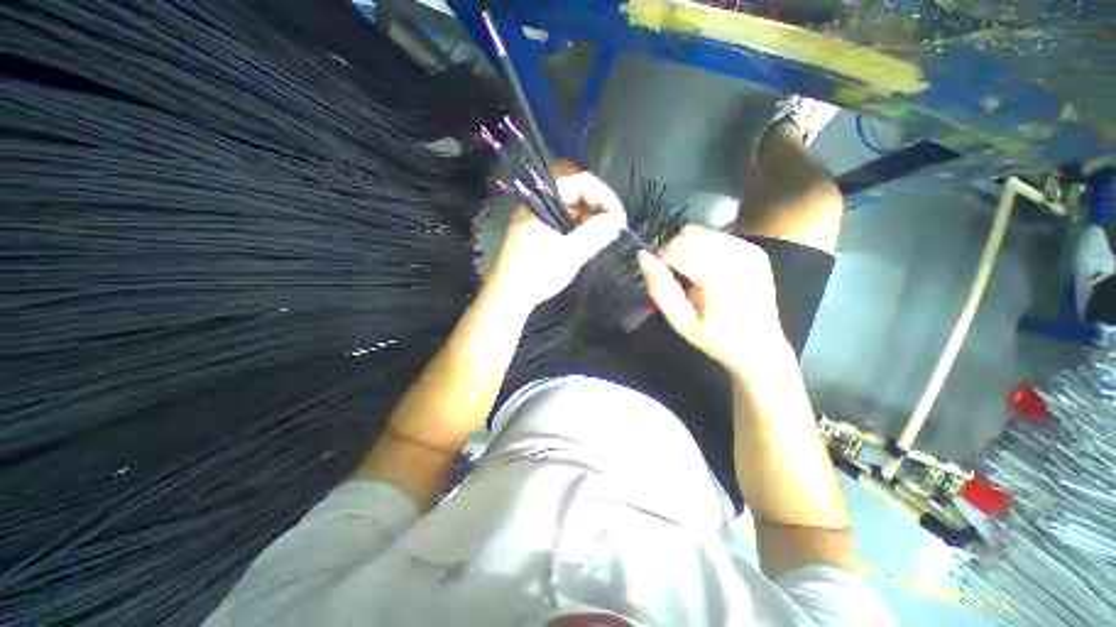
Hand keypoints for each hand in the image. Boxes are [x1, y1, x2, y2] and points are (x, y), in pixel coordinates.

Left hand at [488, 172, 624, 308]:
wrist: (508, 296)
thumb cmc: (538, 272)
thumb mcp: (571, 253)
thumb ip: (595, 233)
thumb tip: (616, 220)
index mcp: (542, 200)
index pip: (580, 182)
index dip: (605, 196)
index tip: (619, 218)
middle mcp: (537, 203)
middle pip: (575, 192)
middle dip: (598, 207)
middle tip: (613, 229)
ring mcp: (535, 217)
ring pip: (569, 208)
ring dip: (589, 218)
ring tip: (602, 236)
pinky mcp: (536, 231)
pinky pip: (561, 220)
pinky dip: (577, 228)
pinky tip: (586, 241)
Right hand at [638, 225, 788, 374]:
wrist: (760, 347)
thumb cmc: (716, 339)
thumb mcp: (681, 322)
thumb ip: (660, 288)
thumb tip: (643, 256)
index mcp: (719, 275)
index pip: (675, 248)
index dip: (662, 261)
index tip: (668, 281)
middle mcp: (737, 255)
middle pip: (688, 234)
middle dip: (676, 253)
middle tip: (681, 280)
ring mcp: (749, 250)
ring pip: (701, 232)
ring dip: (690, 250)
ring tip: (697, 277)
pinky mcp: (754, 250)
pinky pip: (716, 237)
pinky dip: (705, 250)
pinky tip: (711, 272)